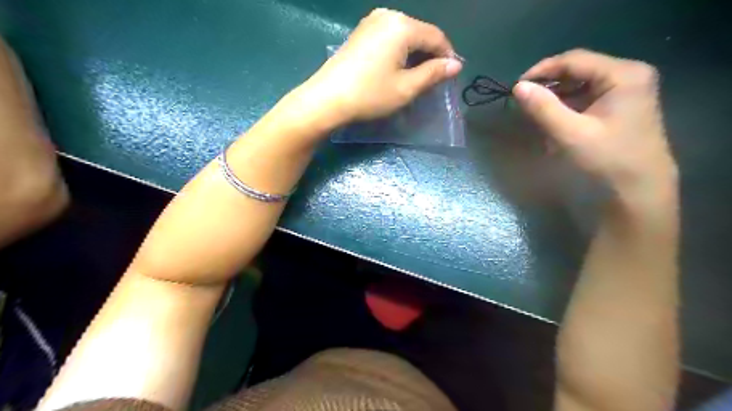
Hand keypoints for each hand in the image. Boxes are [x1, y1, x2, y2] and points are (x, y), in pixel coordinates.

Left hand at [294, 8, 458, 124]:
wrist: (327, 99)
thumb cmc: (370, 95)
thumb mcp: (406, 88)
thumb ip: (433, 73)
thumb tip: (455, 64)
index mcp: (402, 26)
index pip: (436, 37)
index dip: (447, 56)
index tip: (451, 76)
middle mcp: (388, 16)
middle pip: (420, 33)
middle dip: (431, 54)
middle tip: (434, 79)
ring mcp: (371, 22)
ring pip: (405, 34)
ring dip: (415, 53)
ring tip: (417, 76)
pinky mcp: (361, 32)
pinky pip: (390, 37)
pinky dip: (399, 51)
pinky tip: (398, 67)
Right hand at [511, 50, 677, 209]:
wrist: (639, 191)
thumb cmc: (607, 159)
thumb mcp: (570, 133)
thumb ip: (543, 108)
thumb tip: (518, 87)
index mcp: (623, 74)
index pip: (574, 60)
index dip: (542, 70)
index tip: (516, 87)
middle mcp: (628, 75)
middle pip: (578, 70)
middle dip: (549, 86)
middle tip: (525, 102)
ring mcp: (626, 91)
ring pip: (580, 85)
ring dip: (556, 99)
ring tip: (537, 115)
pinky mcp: (620, 106)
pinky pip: (586, 99)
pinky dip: (567, 108)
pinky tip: (555, 123)